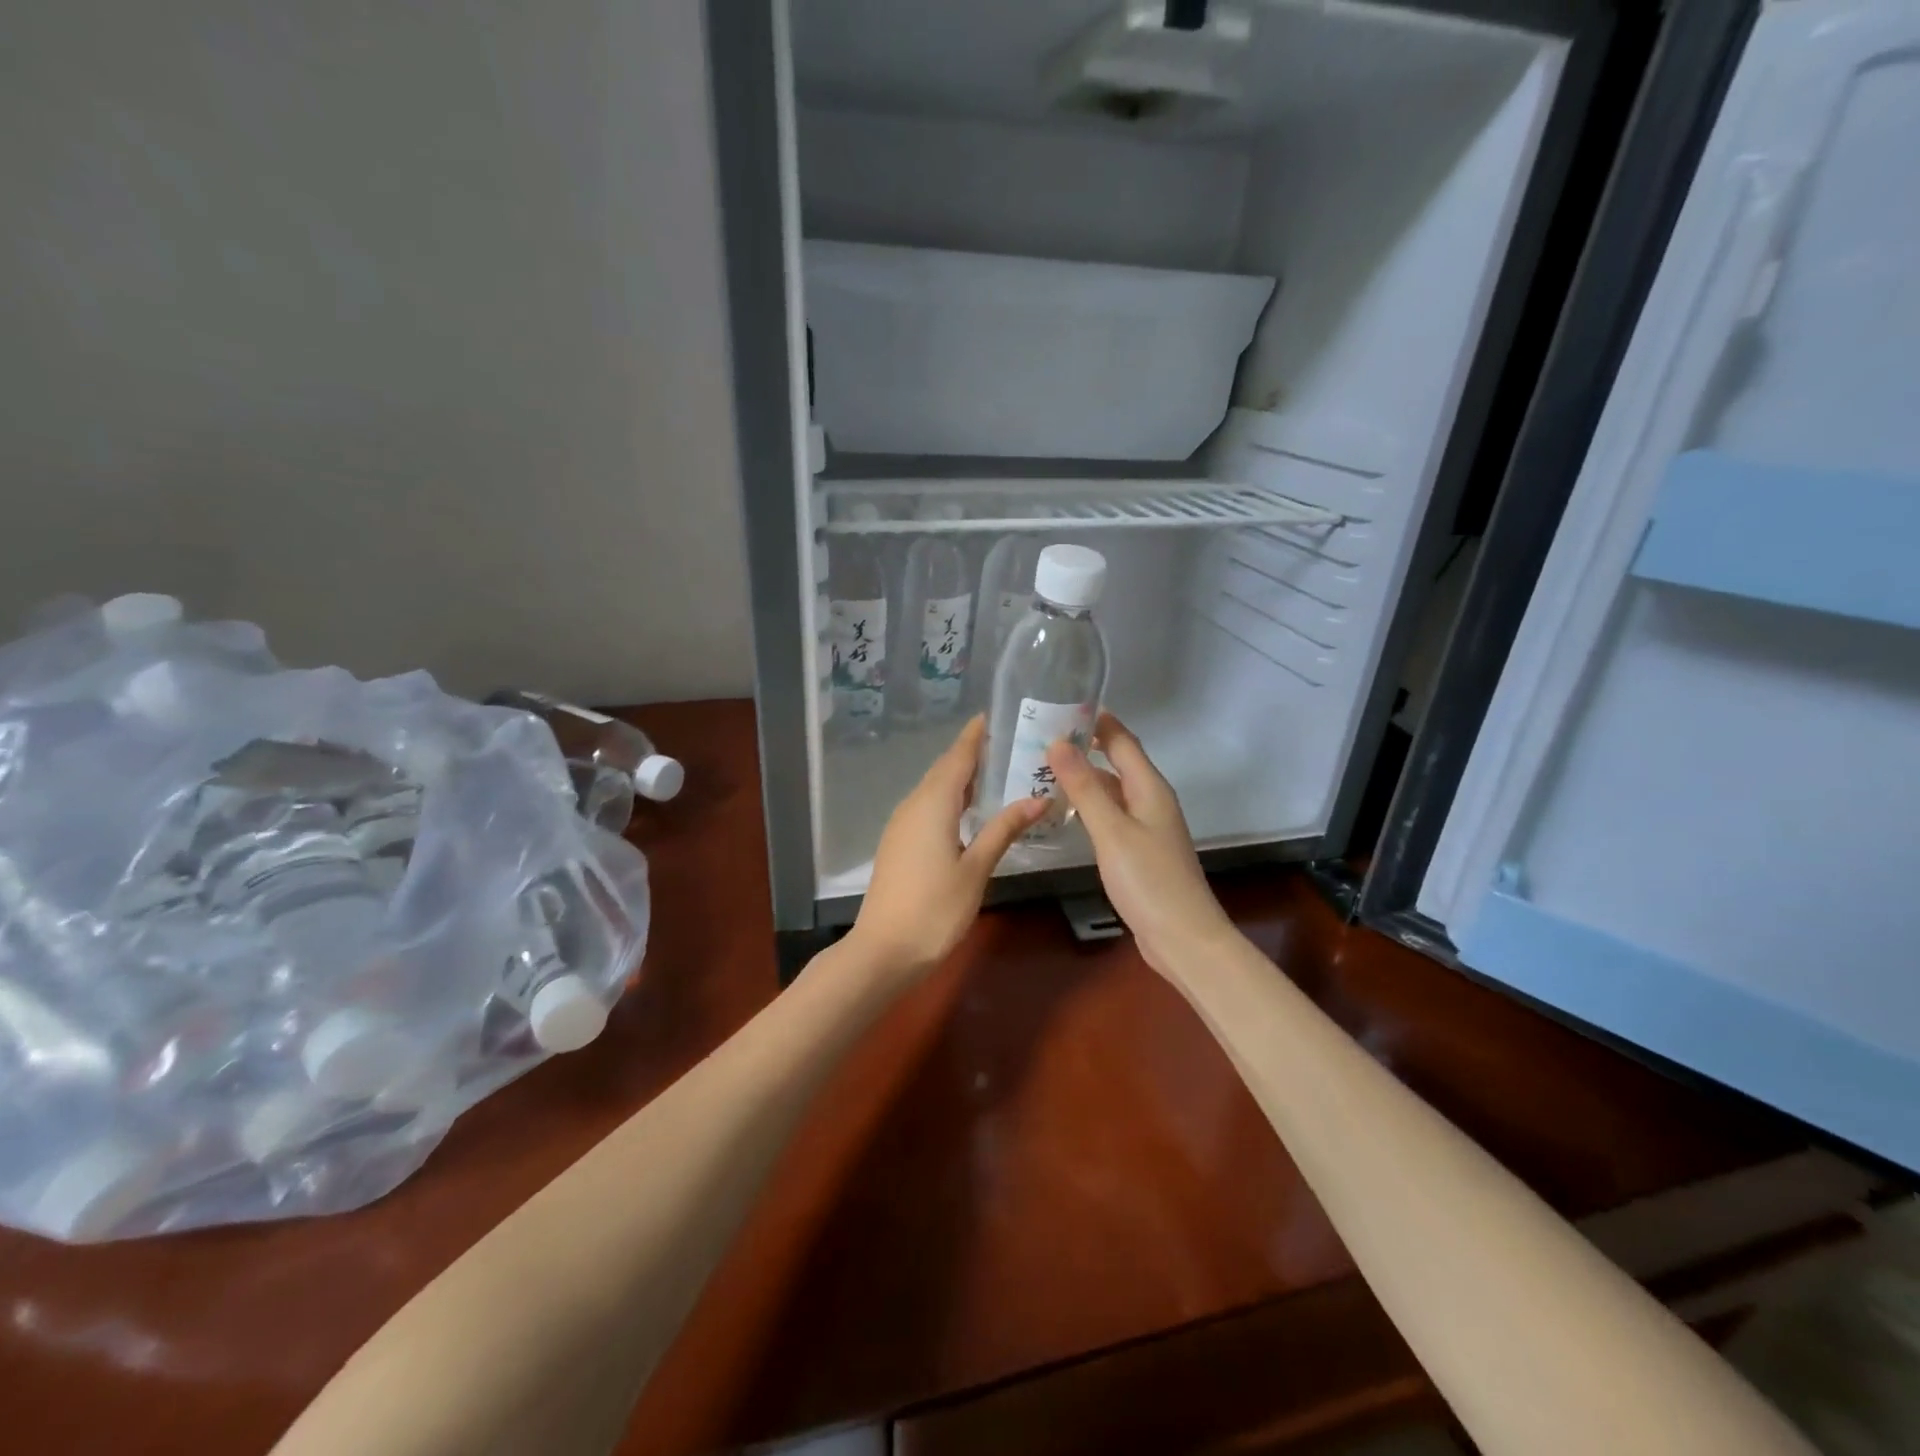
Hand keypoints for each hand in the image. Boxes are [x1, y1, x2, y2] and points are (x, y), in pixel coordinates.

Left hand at [845, 716, 1045, 981]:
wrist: (884, 950)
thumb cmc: (935, 909)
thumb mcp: (976, 868)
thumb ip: (1004, 829)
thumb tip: (1038, 798)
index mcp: (933, 804)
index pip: (957, 758)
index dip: (975, 736)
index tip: (993, 715)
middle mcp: (913, 805)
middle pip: (944, 769)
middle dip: (972, 753)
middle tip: (1007, 742)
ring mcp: (902, 824)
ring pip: (934, 788)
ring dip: (961, 777)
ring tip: (995, 770)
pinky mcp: (899, 843)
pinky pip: (927, 806)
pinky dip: (950, 797)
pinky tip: (968, 809)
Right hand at [1046, 713, 1235, 977]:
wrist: (1183, 938)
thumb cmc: (1149, 880)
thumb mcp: (1112, 830)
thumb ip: (1085, 787)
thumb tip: (1058, 743)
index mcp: (1150, 788)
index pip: (1122, 741)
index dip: (1096, 720)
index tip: (1061, 704)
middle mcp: (1151, 800)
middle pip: (1117, 762)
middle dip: (1084, 747)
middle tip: (1041, 737)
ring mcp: (1147, 826)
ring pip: (1112, 790)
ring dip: (1083, 778)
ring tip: (1043, 769)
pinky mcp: (1139, 850)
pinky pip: (1111, 814)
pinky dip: (1089, 806)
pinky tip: (1065, 811)